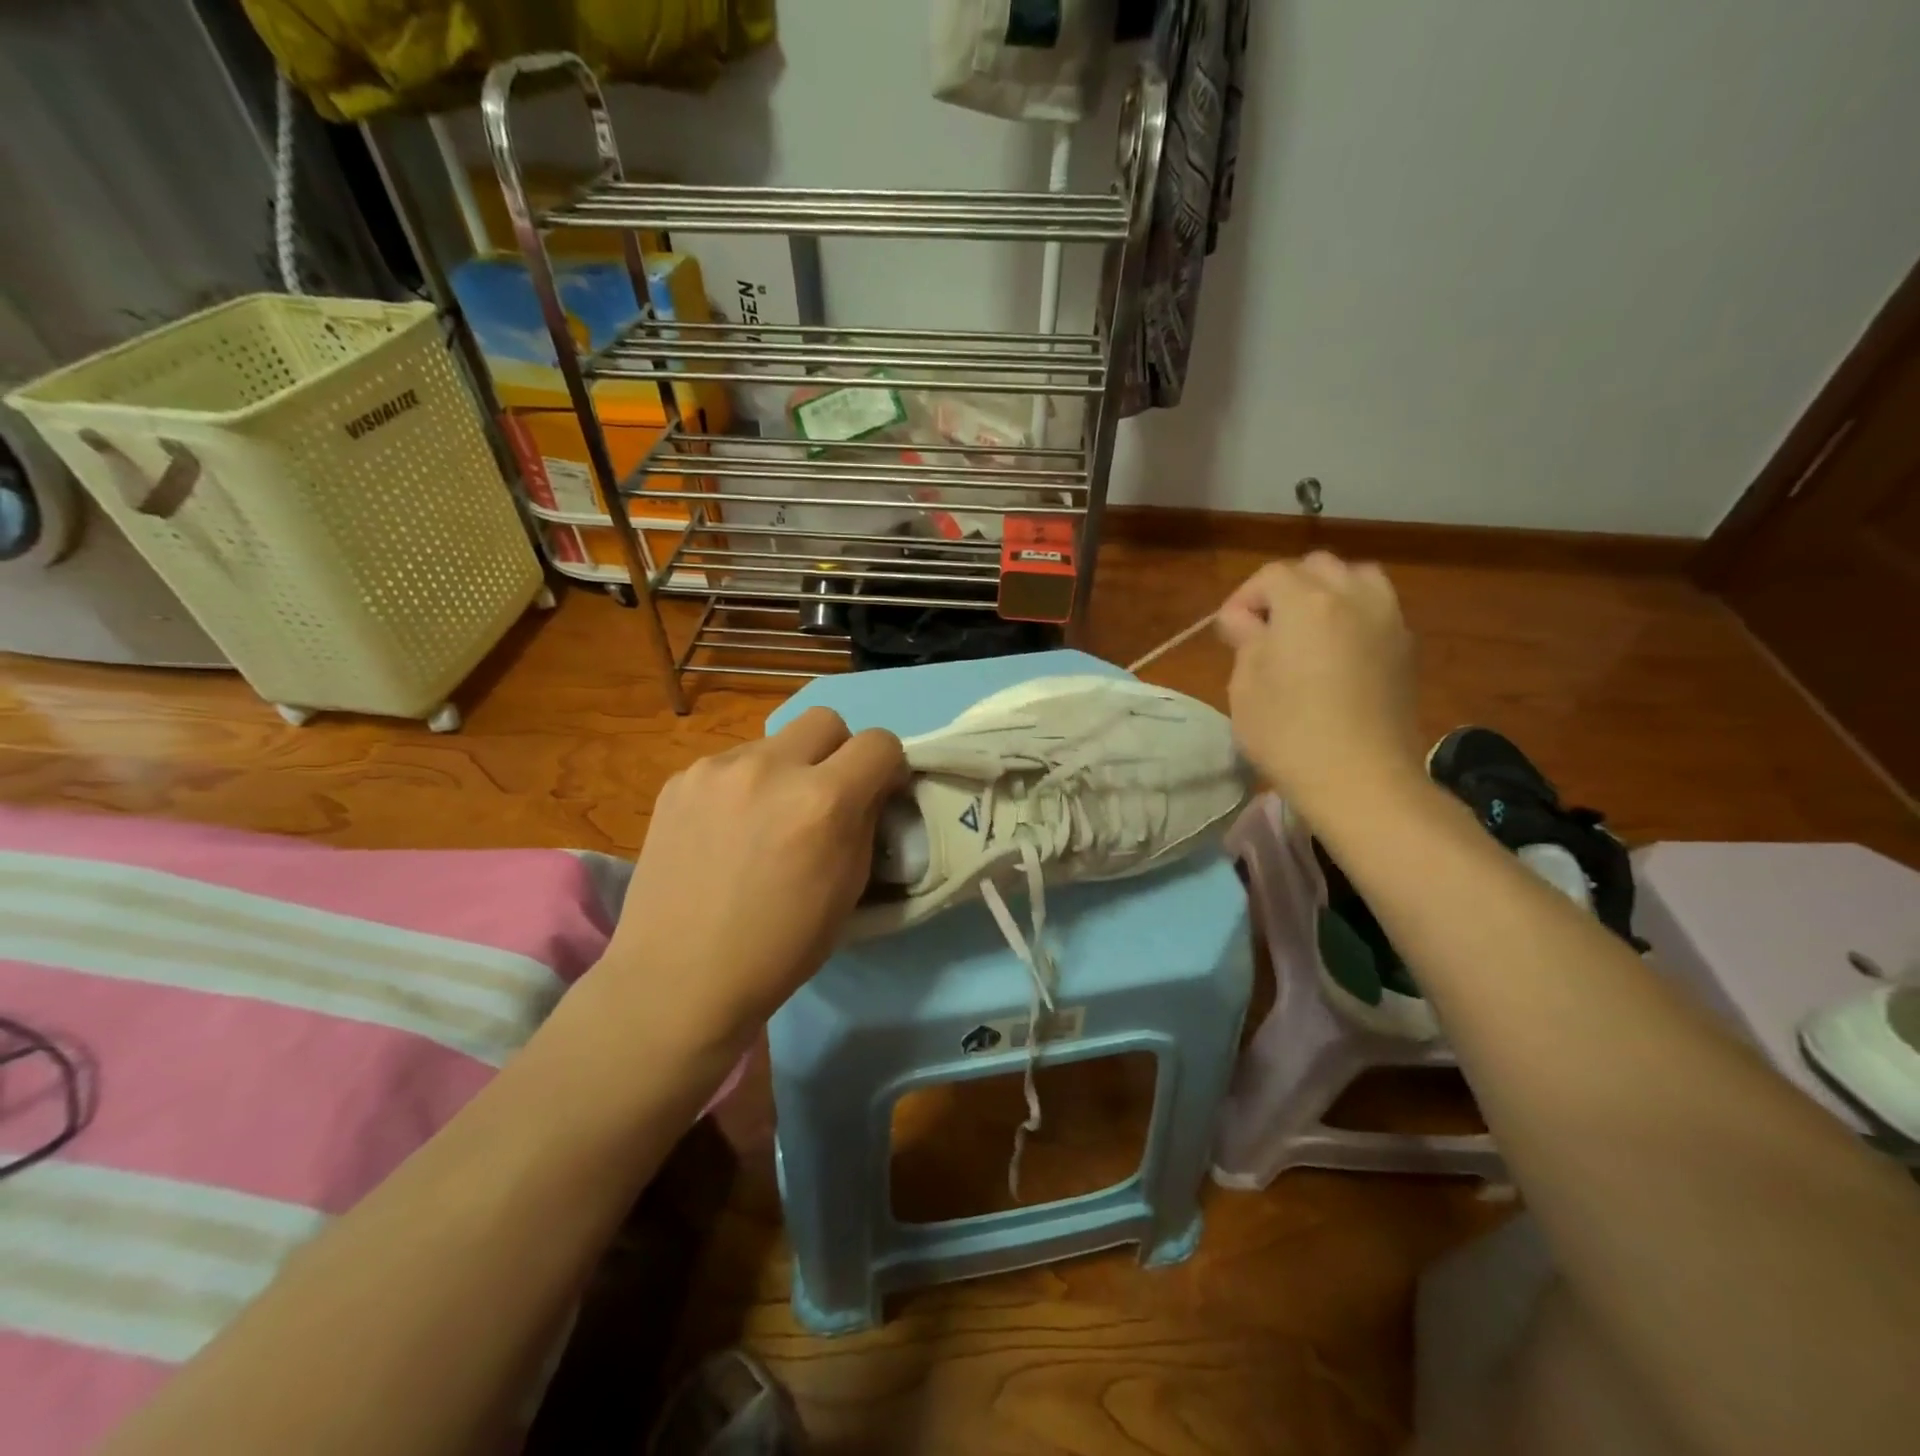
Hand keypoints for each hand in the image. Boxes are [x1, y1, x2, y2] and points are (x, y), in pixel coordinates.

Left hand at [595, 708, 905, 1049]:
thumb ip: (865, 823)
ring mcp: (716, 768)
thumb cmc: (780, 948)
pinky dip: (743, 785)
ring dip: (786, 769)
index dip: (888, 767)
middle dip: (839, 751)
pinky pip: (731, 763)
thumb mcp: (849, 888)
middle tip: (825, 796)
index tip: (878, 793)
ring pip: (774, 741)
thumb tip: (869, 791)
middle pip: (827, 720)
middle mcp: (770, 767)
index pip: (879, 743)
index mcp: (821, 800)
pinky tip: (726, 831)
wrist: (678, 979)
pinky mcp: (679, 779)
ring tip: (765, 819)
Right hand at [1215, 553, 1423, 820]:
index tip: (1230, 632)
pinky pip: (1377, 610)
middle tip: (1266, 629)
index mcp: (1306, 602)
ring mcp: (1387, 620)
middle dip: (1286, 589)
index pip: (1269, 576)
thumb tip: (1245, 620)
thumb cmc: (1288, 732)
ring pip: (1357, 579)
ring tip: (1308, 631)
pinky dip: (1354, 616)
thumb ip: (1246, 639)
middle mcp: (1352, 597)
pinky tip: (1338, 653)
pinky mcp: (1406, 648)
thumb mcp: (1245, 685)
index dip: (1243, 598)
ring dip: (1328, 594)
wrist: (1361, 779)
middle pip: (1316, 568)